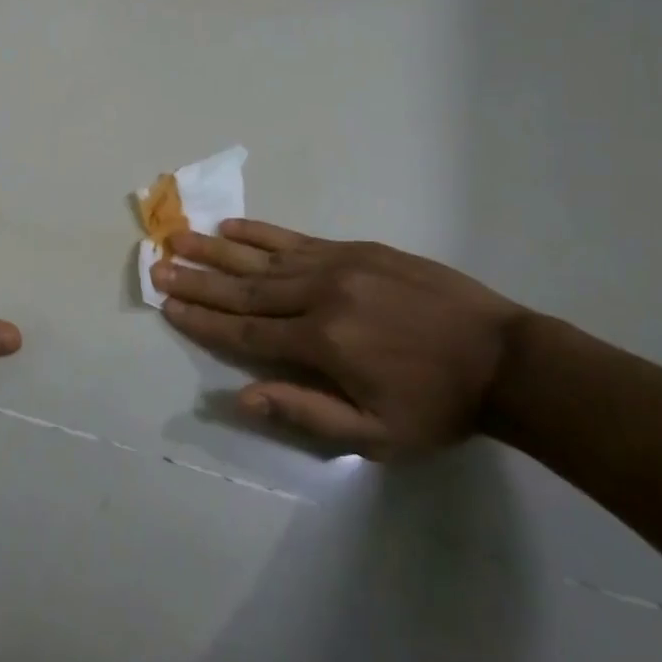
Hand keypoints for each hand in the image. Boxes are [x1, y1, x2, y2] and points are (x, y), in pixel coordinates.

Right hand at [152, 221, 525, 460]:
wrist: (504, 358)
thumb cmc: (437, 405)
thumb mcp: (376, 434)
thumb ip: (305, 411)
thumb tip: (242, 397)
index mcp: (321, 342)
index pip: (244, 331)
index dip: (202, 319)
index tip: (166, 304)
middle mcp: (319, 295)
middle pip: (243, 288)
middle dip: (196, 279)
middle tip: (157, 265)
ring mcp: (338, 265)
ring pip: (263, 258)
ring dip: (216, 249)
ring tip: (179, 236)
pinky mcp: (355, 249)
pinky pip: (296, 239)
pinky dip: (260, 233)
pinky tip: (233, 227)